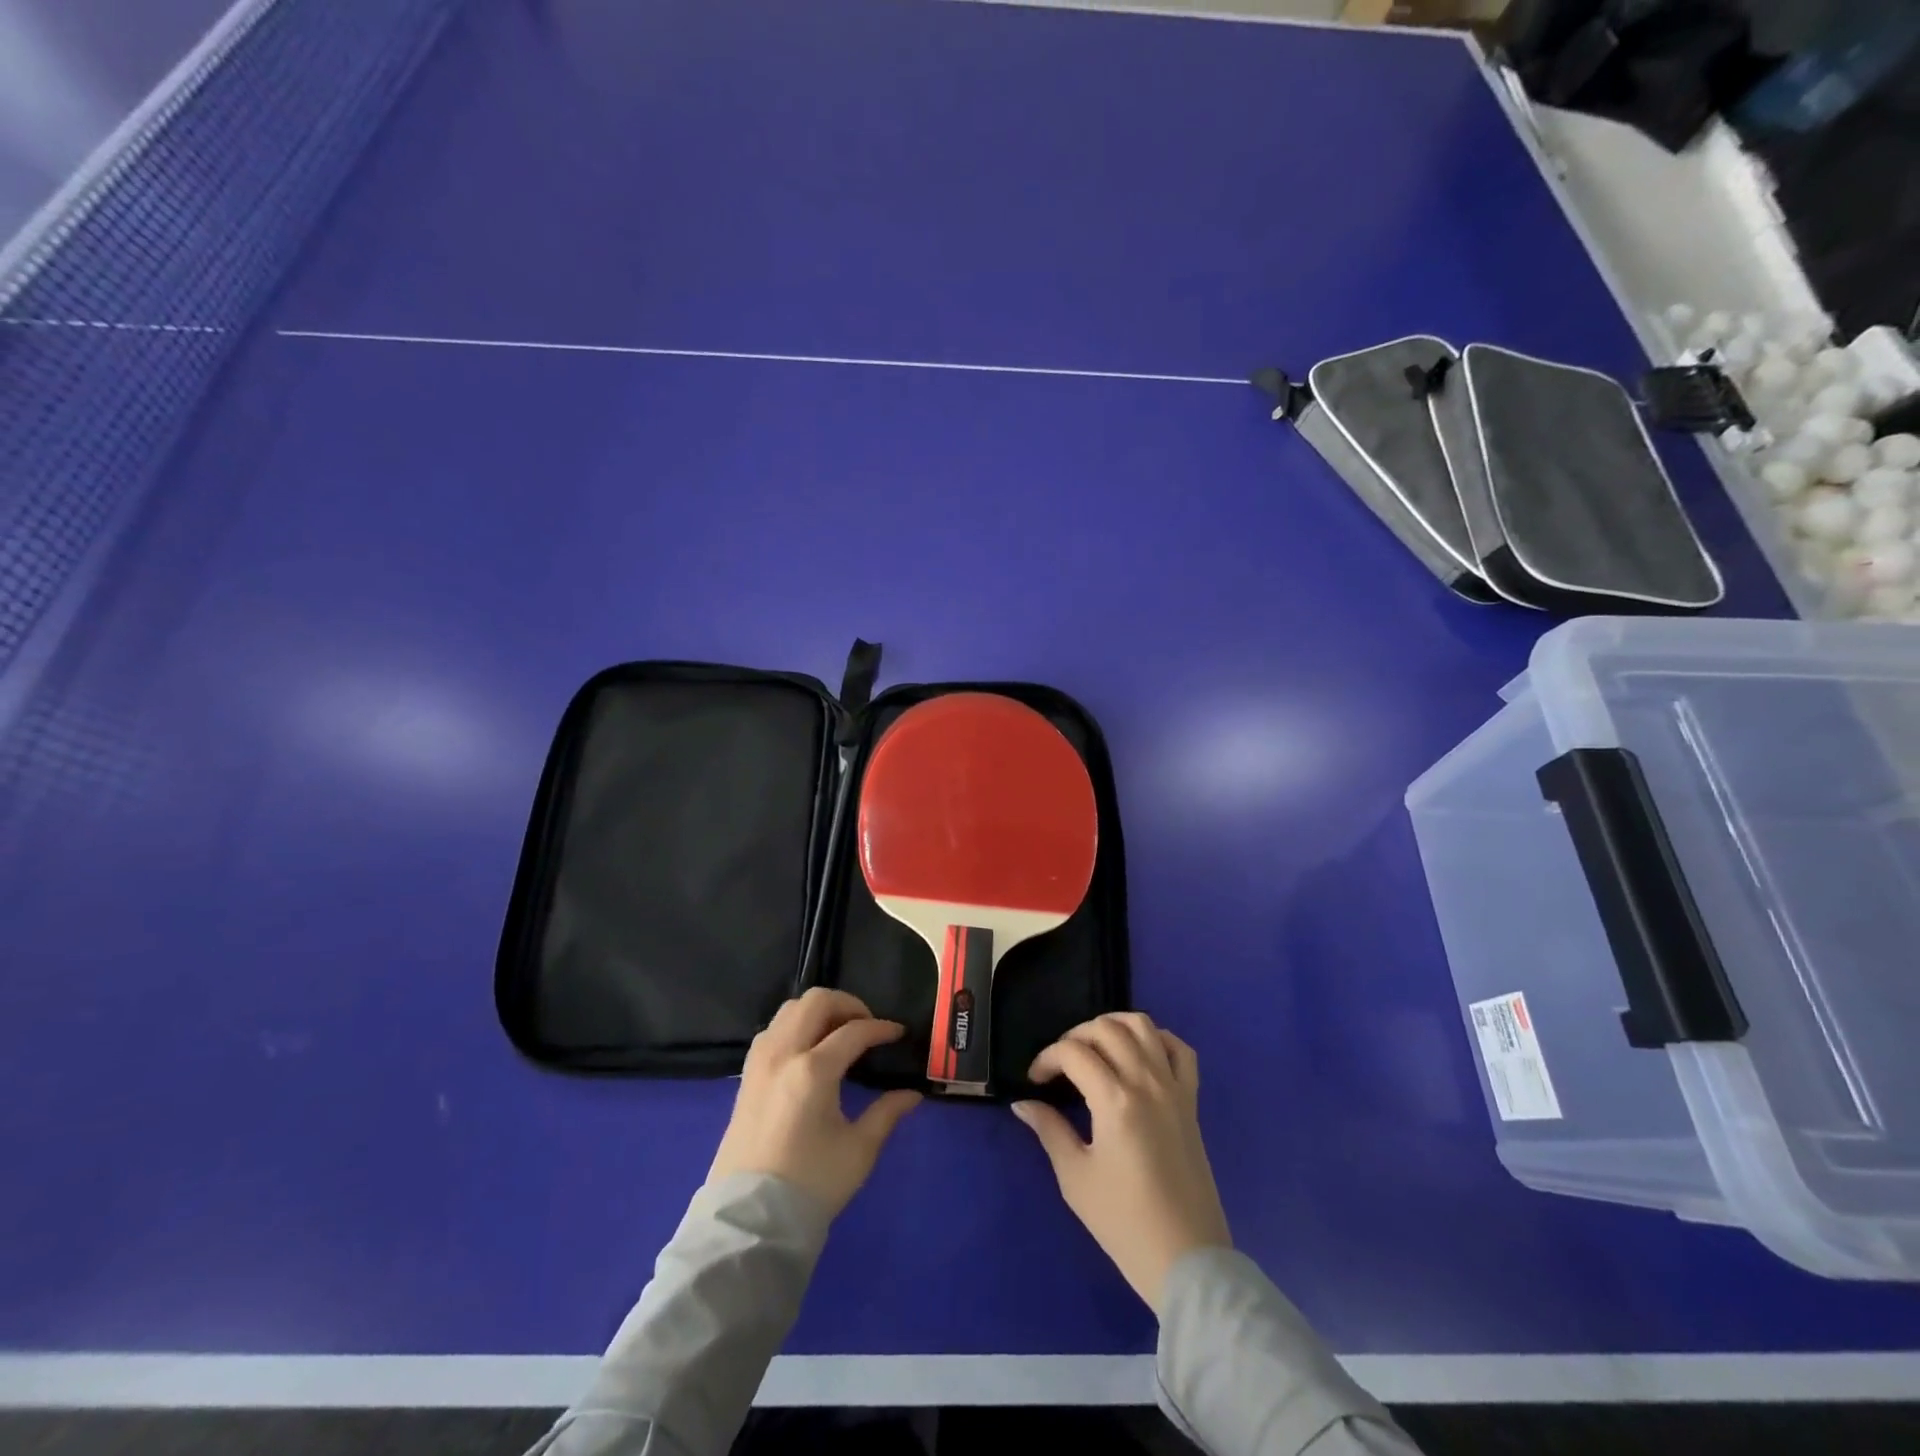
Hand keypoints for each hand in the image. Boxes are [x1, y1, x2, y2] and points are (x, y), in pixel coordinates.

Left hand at [707, 988, 922, 1215]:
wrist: (751, 1221)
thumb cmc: (811, 1185)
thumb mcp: (858, 1150)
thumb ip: (886, 1113)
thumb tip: (912, 1094)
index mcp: (812, 1070)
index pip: (854, 1031)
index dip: (881, 1028)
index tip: (899, 1034)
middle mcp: (783, 1054)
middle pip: (816, 1001)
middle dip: (848, 1005)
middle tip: (867, 1025)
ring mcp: (760, 1062)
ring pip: (790, 1009)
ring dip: (819, 1011)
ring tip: (839, 1032)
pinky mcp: (747, 1075)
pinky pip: (773, 1029)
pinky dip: (796, 1025)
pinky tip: (810, 1048)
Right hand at [1012, 1013, 1229, 1312]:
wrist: (1186, 1260)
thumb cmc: (1124, 1222)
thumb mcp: (1075, 1177)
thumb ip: (1049, 1130)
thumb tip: (1023, 1103)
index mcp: (1115, 1100)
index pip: (1074, 1052)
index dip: (1047, 1058)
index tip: (1034, 1081)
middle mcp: (1146, 1081)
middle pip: (1106, 1029)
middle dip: (1075, 1037)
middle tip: (1060, 1065)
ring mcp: (1173, 1088)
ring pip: (1144, 1026)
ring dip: (1113, 1026)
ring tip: (1094, 1048)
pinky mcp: (1191, 1101)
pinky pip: (1180, 1050)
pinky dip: (1157, 1039)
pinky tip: (1139, 1054)